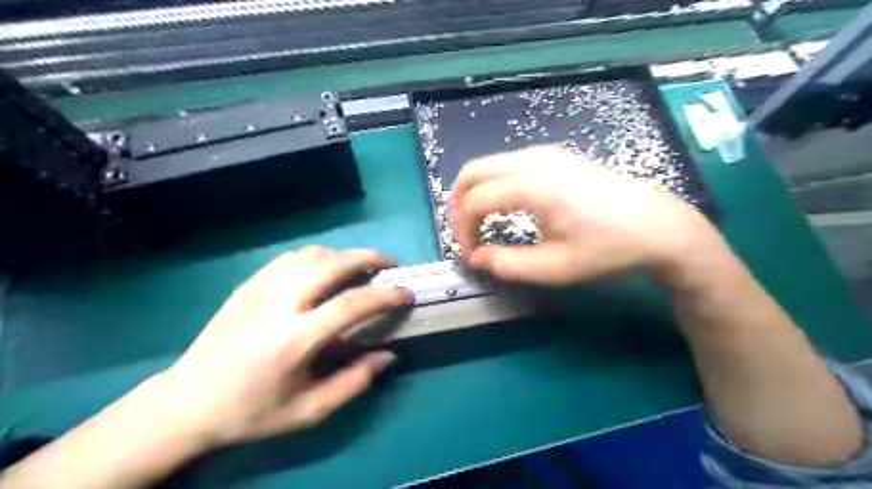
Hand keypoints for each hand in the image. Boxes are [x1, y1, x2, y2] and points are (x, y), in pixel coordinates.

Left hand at [151, 249, 409, 451]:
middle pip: (331, 264)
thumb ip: (354, 382)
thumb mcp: (309, 411)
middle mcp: (277, 305)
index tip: (406, 294)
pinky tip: (327, 268)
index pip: (350, 305)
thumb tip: (387, 355)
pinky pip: (291, 257)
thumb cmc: (252, 411)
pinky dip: (319, 256)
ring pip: (311, 254)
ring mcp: (259, 289)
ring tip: (362, 265)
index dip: (385, 296)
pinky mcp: (248, 284)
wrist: (187, 401)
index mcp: (293, 340)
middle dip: (368, 258)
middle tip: (389, 264)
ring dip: (344, 254)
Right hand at [450, 147, 721, 285]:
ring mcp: (544, 154)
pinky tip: (502, 208)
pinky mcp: (554, 157)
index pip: (473, 202)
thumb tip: (476, 258)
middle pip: (471, 172)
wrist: (658, 225)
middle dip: (456, 205)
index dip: (462, 232)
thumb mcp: (554, 267)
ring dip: (473, 193)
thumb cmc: (607, 248)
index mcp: (531, 185)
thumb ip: (507, 264)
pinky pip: (506, 165)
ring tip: (478, 225)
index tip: (471, 257)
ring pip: (487, 165)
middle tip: (463, 235)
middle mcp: (532, 160)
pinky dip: (492, 185)